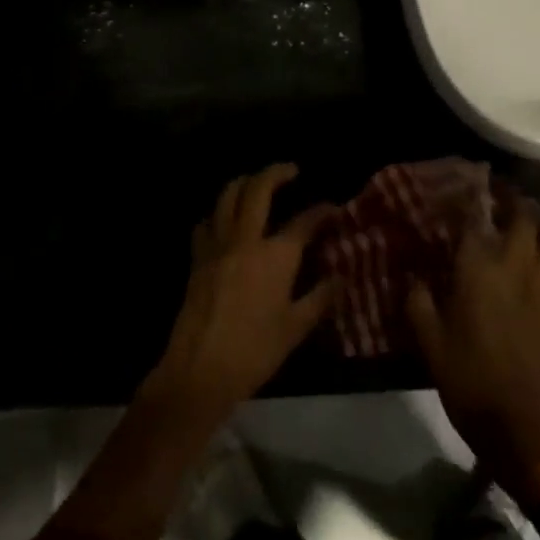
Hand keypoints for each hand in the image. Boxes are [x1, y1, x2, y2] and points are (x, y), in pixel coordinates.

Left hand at [144, 164, 338, 423]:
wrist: (200, 369)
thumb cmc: (254, 351)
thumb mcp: (296, 328)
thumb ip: (320, 298)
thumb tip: (341, 276)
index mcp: (275, 255)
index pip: (303, 221)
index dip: (321, 211)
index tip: (333, 209)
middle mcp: (245, 239)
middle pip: (258, 189)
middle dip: (276, 172)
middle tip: (290, 170)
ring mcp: (217, 244)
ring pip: (227, 195)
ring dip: (244, 182)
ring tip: (257, 183)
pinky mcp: (197, 256)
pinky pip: (207, 221)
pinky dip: (218, 212)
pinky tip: (225, 220)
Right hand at [407, 191, 539, 502]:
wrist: (519, 425)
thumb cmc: (466, 378)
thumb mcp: (427, 339)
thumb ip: (418, 299)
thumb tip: (414, 274)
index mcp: (479, 270)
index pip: (475, 219)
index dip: (471, 198)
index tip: (465, 187)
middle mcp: (517, 269)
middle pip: (525, 220)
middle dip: (514, 202)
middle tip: (503, 196)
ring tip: (533, 221)